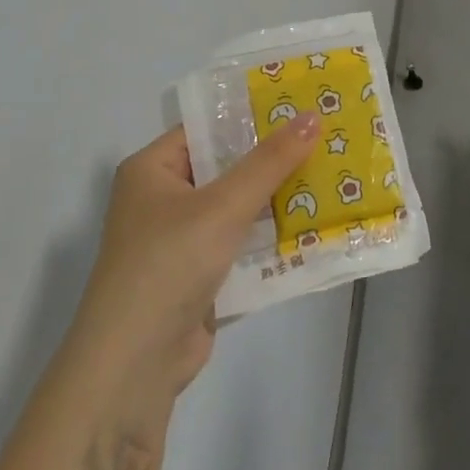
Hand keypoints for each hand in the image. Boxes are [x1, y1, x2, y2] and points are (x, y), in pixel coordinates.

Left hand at [69, 114, 320, 417]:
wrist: (136, 360)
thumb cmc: (170, 263)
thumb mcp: (224, 205)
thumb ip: (270, 162)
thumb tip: (312, 117)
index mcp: (152, 170)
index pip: (207, 129)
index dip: (252, 117)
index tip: (302, 108)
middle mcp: (163, 199)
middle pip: (227, 168)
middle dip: (275, 160)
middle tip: (328, 141)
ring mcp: (182, 239)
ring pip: (239, 208)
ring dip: (278, 200)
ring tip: (332, 177)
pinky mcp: (200, 274)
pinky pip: (242, 243)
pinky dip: (272, 237)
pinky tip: (315, 226)